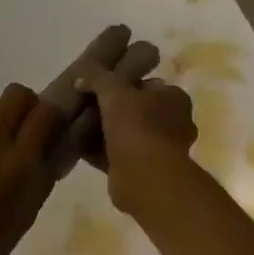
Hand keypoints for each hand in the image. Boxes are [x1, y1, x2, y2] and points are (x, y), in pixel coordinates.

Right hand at [77, 67, 197, 216]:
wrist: (144, 176)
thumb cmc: (137, 125)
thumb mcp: (113, 90)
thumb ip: (97, 78)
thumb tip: (80, 78)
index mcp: (174, 98)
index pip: (147, 84)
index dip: (123, 84)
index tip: (100, 87)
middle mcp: (173, 123)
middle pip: (136, 110)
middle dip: (113, 110)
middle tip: (87, 107)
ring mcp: (160, 149)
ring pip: (127, 134)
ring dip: (106, 133)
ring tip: (79, 127)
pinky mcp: (145, 172)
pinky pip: (118, 156)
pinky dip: (101, 153)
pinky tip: (79, 147)